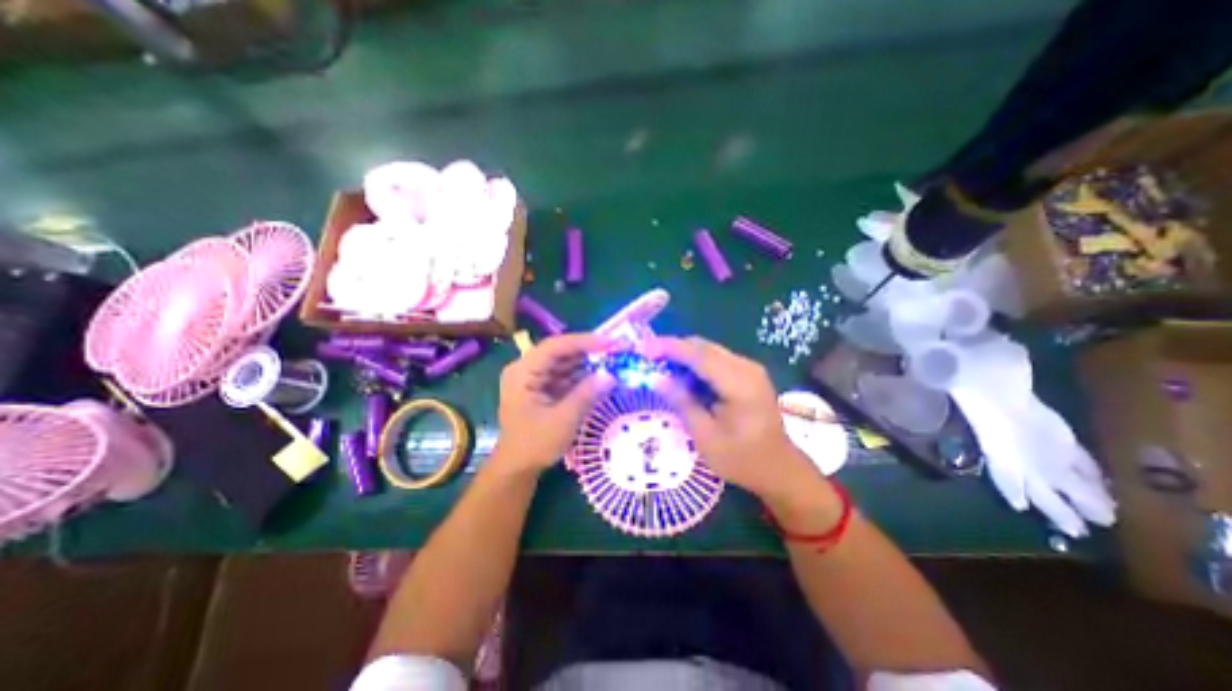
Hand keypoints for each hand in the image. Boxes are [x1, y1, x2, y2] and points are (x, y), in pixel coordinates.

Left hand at [493, 331, 614, 473]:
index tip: (610, 342)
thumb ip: (586, 395)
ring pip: (563, 362)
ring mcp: (532, 378)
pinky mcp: (540, 388)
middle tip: (616, 351)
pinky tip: (599, 377)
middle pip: (560, 352)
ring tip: (612, 362)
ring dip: (586, 363)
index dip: (584, 341)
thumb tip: (610, 375)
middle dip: (588, 351)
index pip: (555, 346)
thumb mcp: (563, 421)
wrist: (516, 469)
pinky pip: (563, 375)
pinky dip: (581, 376)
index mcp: (523, 372)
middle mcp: (525, 369)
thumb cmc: (534, 445)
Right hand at [640, 337, 832, 509]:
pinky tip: (681, 376)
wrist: (779, 468)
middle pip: (703, 347)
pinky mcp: (747, 374)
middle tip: (647, 358)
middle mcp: (746, 367)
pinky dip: (695, 364)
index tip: (643, 348)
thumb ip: (682, 402)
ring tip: (659, 366)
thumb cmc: (742, 459)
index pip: (698, 355)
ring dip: (683, 356)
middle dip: (673, 349)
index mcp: (739, 383)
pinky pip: (716, 360)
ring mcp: (749, 369)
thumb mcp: (706, 437)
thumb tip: (657, 378)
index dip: (669, 348)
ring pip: (708, 351)